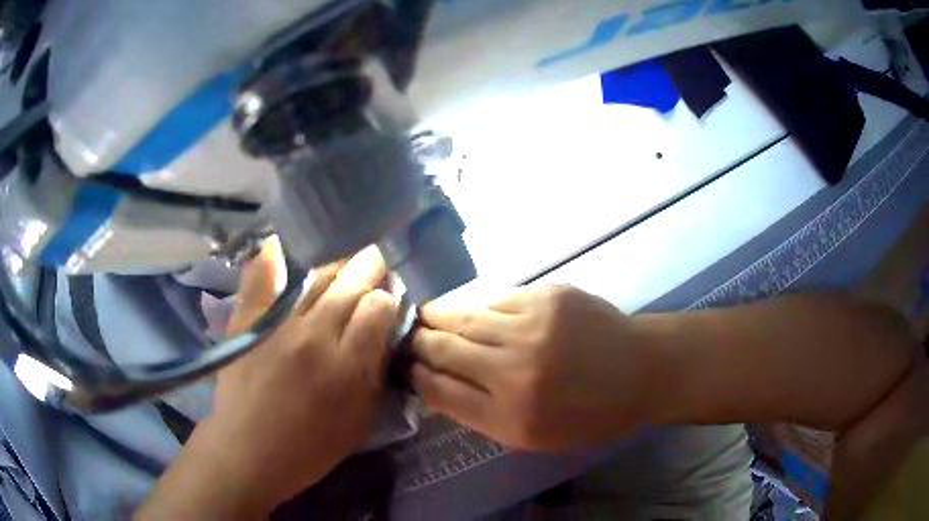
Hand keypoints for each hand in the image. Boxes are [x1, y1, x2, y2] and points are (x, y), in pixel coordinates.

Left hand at [138, 243, 397, 518]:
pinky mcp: (248, 322)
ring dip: (335, 267)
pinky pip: (260, 282)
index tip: (388, 300)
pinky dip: (269, 262)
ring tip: (345, 261)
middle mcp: (315, 335)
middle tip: (376, 258)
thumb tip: (380, 336)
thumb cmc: (311, 447)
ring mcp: (278, 324)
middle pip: (349, 286)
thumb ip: (372, 374)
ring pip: (314, 281)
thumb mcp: (359, 421)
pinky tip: (278, 247)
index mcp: (348, 364)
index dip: (387, 299)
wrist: (249, 450)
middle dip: (368, 268)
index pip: (378, 308)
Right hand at [411, 285, 663, 451]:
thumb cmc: (591, 415)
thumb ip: (483, 415)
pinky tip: (468, 310)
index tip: (406, 368)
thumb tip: (439, 385)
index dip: (416, 377)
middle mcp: (513, 371)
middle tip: (406, 339)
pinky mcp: (546, 296)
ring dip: (436, 317)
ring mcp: (530, 327)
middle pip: (442, 349)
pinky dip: (474, 306)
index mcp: (510, 417)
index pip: (439, 391)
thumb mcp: (535, 437)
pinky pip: (493, 299)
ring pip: (462, 317)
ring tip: (423, 317)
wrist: (642, 370)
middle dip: (417, 343)